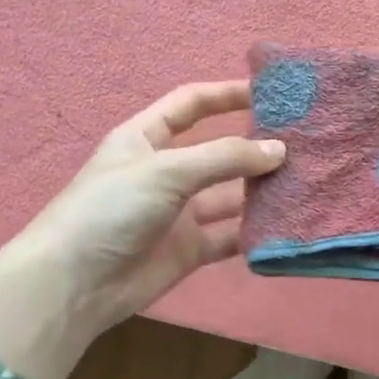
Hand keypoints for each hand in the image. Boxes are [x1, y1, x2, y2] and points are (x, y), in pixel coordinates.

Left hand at [18, 80, 284, 333]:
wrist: (74, 284)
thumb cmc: (111, 209)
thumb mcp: (166, 171)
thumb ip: (224, 158)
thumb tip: (279, 150)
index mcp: (146, 139)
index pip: (190, 104)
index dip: (226, 95)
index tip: (269, 94)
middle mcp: (165, 171)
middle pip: (217, 151)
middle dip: (253, 146)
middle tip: (301, 143)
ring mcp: (179, 213)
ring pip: (229, 195)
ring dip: (260, 189)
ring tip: (304, 182)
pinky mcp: (190, 249)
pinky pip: (230, 234)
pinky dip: (254, 231)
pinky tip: (285, 224)